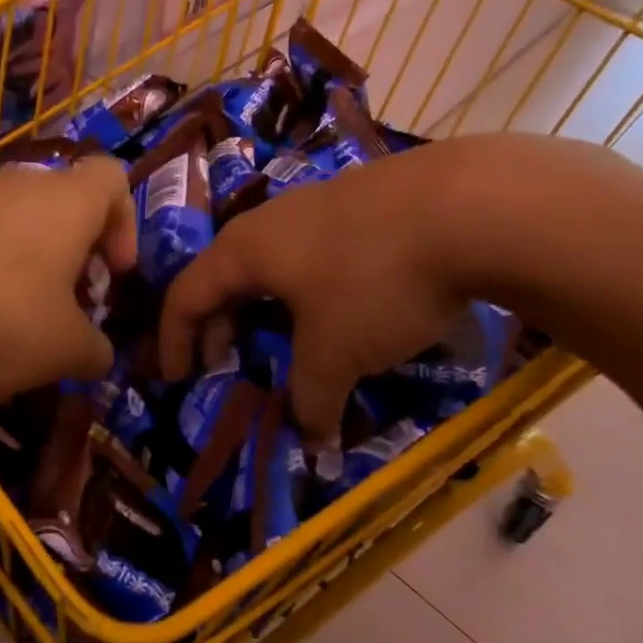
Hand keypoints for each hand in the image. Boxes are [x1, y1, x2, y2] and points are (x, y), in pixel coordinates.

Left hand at [0, 155, 137, 398]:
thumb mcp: (62, 350)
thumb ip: (93, 353)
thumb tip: (98, 354)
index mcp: (69, 202)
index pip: (113, 180)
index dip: (125, 224)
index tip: (114, 274)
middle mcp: (22, 187)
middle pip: (63, 213)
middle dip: (72, 266)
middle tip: (65, 315)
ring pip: (16, 235)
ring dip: (25, 281)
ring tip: (9, 337)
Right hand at [157, 135, 627, 438]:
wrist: (468, 205)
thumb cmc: (374, 280)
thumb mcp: (336, 352)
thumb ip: (311, 398)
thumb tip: (310, 439)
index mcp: (243, 250)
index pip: (185, 295)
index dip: (174, 341)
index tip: (177, 380)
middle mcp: (270, 221)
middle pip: (224, 276)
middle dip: (219, 325)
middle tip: (226, 363)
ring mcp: (318, 204)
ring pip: (272, 263)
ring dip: (266, 307)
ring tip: (285, 340)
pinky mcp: (362, 203)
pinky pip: (313, 252)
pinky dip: (308, 290)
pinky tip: (342, 308)